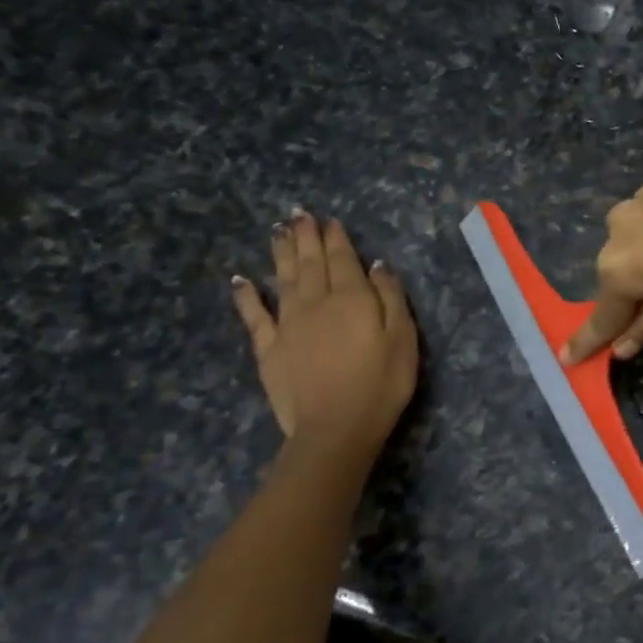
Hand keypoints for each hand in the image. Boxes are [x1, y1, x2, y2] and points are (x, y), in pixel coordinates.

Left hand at [232, 208, 417, 458]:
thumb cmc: (381, 384)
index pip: (343, 259)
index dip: (336, 238)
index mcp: (352, 298)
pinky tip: (239, 280)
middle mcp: (316, 303)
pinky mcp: (269, 349)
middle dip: (306, 237)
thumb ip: (390, 298)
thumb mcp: (403, 338)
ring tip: (277, 231)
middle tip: (298, 214)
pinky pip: (254, 316)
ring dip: (280, 253)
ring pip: (283, 279)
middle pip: (310, 263)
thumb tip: (377, 265)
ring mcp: (288, 325)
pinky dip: (246, 296)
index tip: (330, 220)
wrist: (336, 428)